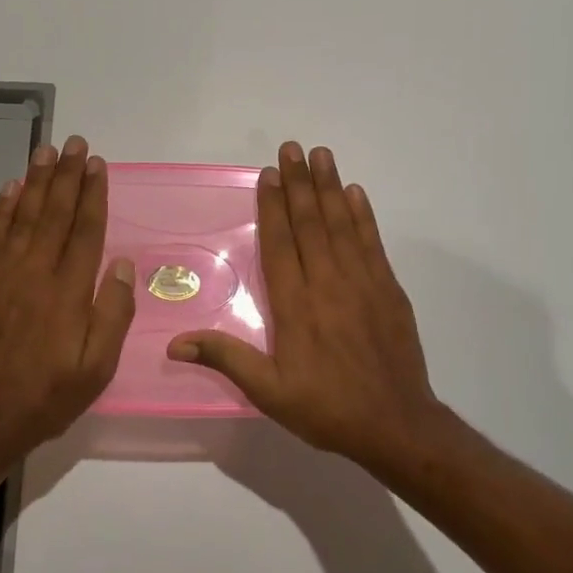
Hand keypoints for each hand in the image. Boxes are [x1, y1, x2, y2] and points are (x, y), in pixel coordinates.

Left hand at [0, 135, 135, 457]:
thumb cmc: (47, 396)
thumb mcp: (96, 368)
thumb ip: (112, 314)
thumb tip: (120, 264)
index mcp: (68, 293)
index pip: (85, 231)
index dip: (93, 195)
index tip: (98, 165)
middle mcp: (35, 274)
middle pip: (55, 214)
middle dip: (67, 176)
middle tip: (75, 143)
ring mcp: (1, 276)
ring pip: (23, 217)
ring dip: (36, 181)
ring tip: (46, 151)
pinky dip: (2, 209)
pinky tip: (11, 189)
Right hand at [169, 142, 441, 463]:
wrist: (396, 425)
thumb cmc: (327, 408)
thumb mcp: (269, 392)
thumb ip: (226, 359)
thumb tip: (175, 342)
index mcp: (296, 305)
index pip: (280, 244)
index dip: (273, 206)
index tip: (269, 173)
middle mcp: (328, 283)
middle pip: (310, 224)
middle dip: (300, 183)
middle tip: (292, 147)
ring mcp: (363, 283)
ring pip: (342, 225)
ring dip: (330, 188)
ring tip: (322, 155)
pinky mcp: (389, 289)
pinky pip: (372, 243)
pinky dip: (363, 216)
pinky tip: (356, 193)